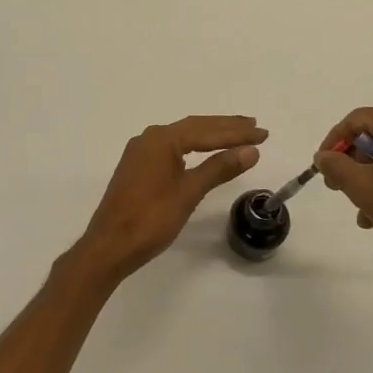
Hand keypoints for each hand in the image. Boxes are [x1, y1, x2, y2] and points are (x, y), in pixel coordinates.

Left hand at [72, 115, 266, 283]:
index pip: (207, 131)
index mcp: (161, 139)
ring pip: (183, 137)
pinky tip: (205, 151)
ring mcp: (141, 152)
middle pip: (195, 128)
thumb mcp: (189, 193)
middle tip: (255, 127)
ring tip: (238, 135)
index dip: (236, 132)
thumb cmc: (150, 219)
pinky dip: (194, 148)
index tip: (263, 133)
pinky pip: (173, 148)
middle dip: (226, 128)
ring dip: (211, 136)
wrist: (109, 246)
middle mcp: (150, 138)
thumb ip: (219, 168)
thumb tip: (250, 150)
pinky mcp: (138, 167)